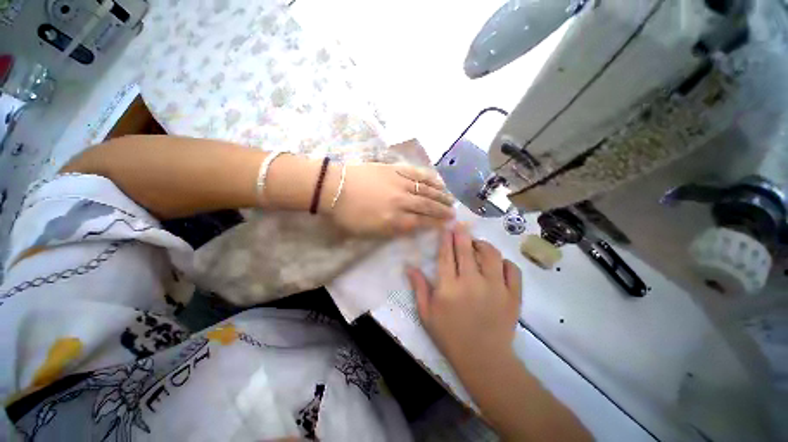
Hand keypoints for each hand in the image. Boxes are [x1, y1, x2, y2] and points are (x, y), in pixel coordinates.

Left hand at [326, 163, 454, 235]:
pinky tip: (438, 180)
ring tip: (451, 199)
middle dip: (443, 210)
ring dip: (440, 195)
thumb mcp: (368, 232)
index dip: (436, 224)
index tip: (447, 225)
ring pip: (425, 189)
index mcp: (393, 219)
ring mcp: (399, 183)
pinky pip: (416, 173)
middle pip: (427, 206)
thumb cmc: (347, 214)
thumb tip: (411, 228)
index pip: (421, 222)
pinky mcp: (394, 169)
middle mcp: (401, 201)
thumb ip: (392, 231)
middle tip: (454, 213)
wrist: (333, 187)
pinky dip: (429, 177)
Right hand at [406, 225, 521, 370]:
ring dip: (483, 245)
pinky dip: (505, 262)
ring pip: (491, 255)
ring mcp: (495, 288)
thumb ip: (418, 288)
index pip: (446, 255)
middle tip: (461, 225)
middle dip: (462, 233)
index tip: (446, 227)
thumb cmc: (450, 337)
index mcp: (449, 288)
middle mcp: (472, 283)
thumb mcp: (427, 314)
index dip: (446, 239)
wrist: (484, 360)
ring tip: (478, 244)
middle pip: (466, 249)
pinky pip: (512, 270)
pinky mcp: (513, 295)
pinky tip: (498, 263)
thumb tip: (409, 267)